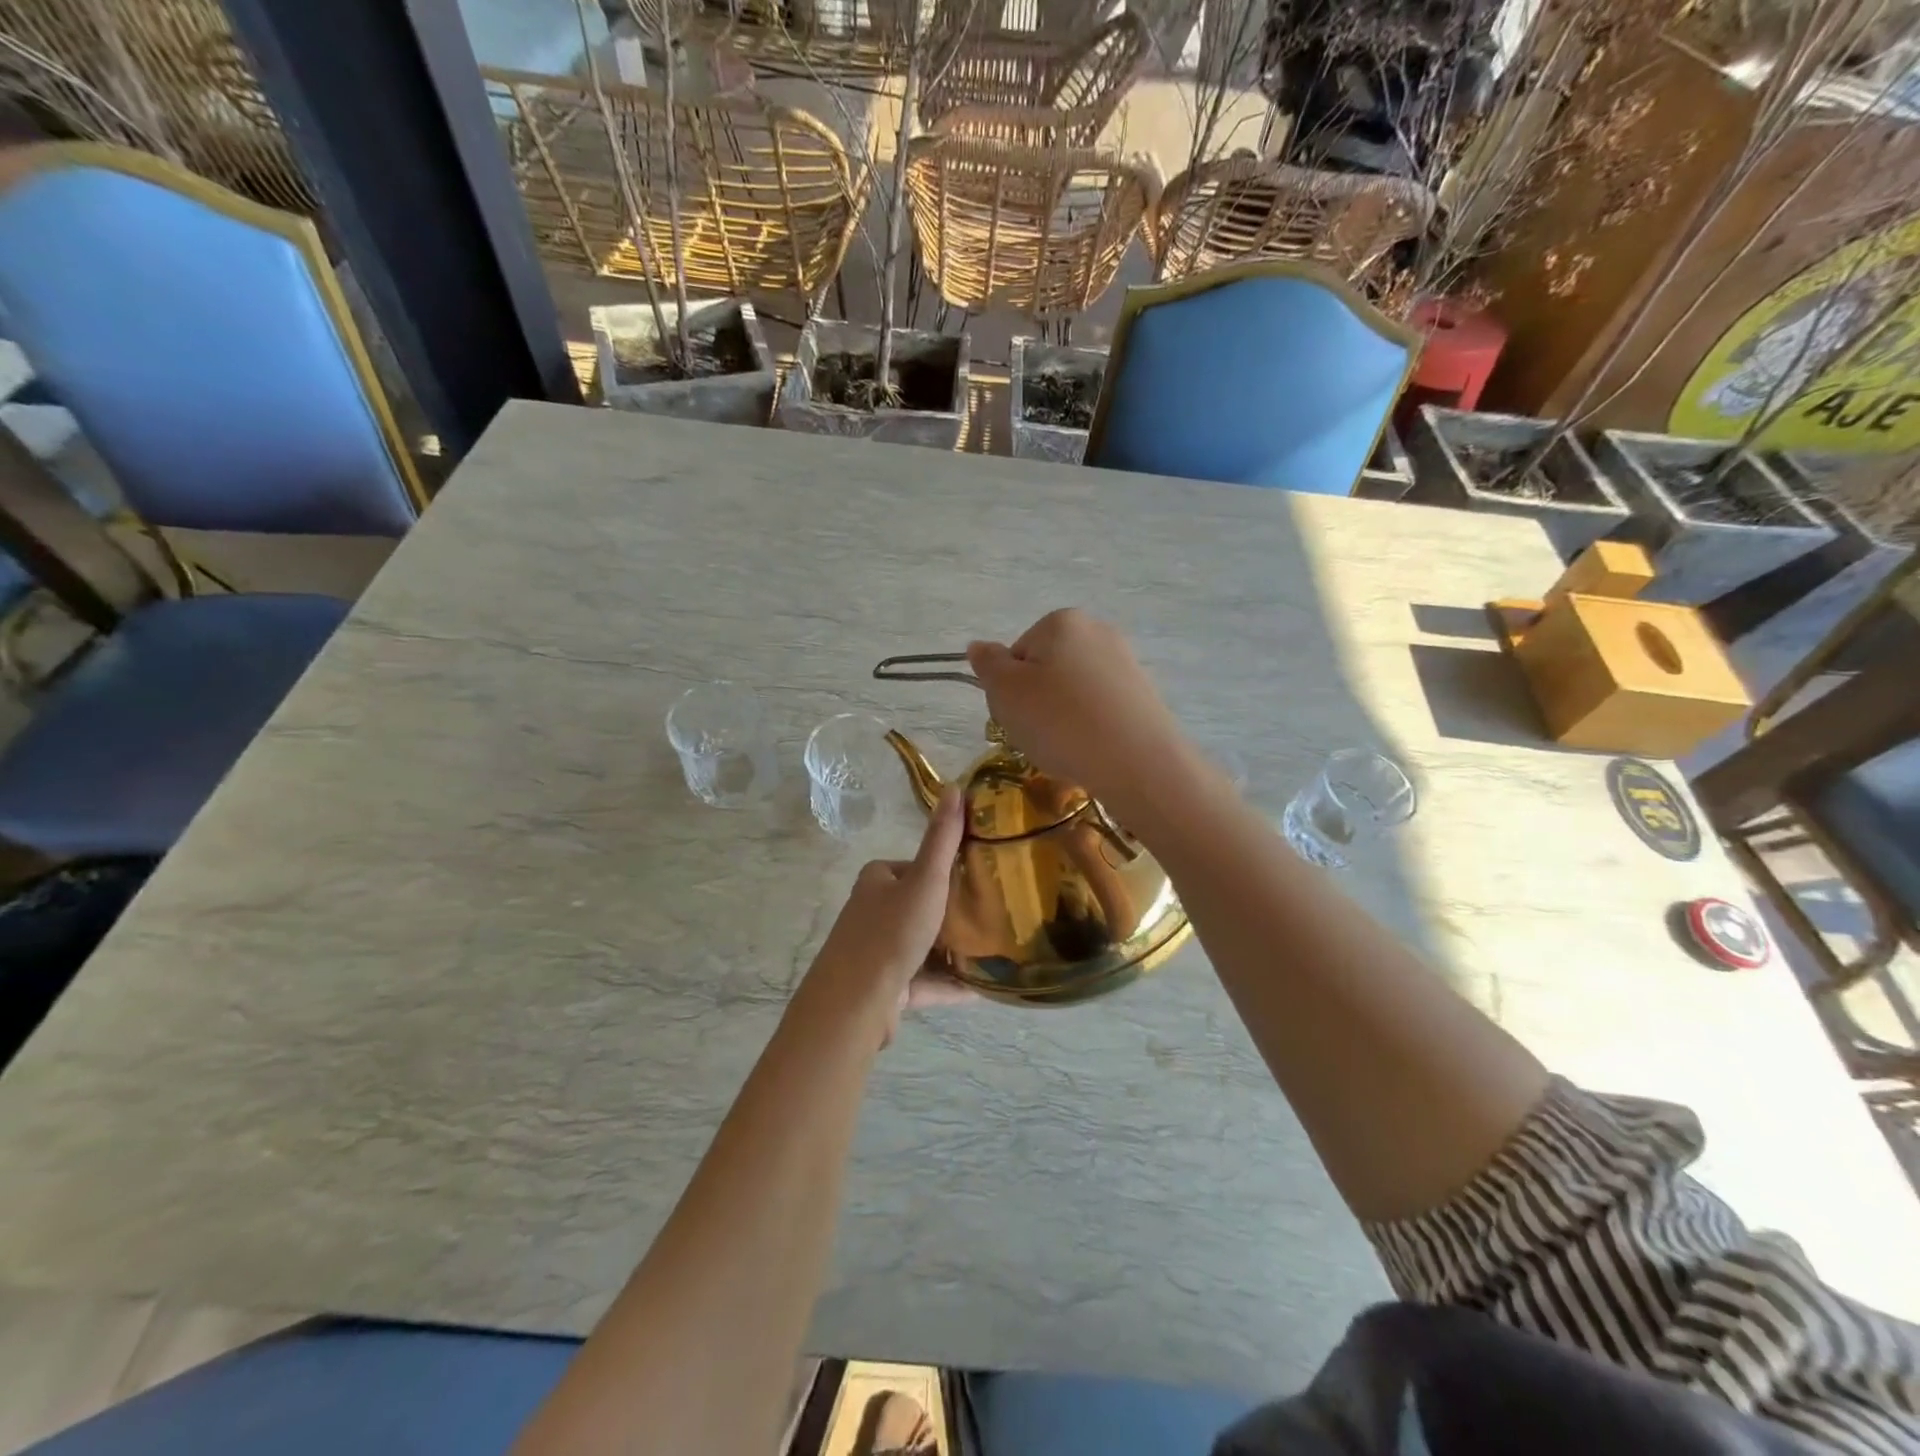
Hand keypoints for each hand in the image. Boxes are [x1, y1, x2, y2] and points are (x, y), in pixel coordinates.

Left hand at [802, 788, 972, 1044]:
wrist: (855, 1003)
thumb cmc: (890, 933)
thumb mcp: (925, 880)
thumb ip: (942, 839)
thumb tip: (955, 787)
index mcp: (877, 880)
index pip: (916, 866)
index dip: (946, 870)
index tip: (981, 876)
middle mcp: (873, 912)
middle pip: (921, 906)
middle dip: (955, 911)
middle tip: (995, 913)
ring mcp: (878, 952)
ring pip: (925, 946)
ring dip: (955, 950)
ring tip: (996, 949)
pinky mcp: (886, 988)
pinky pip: (926, 981)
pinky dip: (952, 984)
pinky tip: (984, 988)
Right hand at [966, 610, 1189, 816]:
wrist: (1136, 762)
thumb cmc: (1059, 721)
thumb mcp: (1005, 692)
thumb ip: (988, 664)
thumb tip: (979, 647)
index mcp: (1061, 622)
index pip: (1017, 654)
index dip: (1009, 688)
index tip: (1017, 714)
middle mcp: (1097, 631)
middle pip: (1047, 669)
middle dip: (1037, 701)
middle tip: (1039, 734)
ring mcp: (1125, 662)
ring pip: (1074, 691)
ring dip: (1063, 716)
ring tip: (1067, 747)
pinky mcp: (1143, 694)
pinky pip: (1100, 708)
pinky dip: (1090, 726)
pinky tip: (1092, 749)